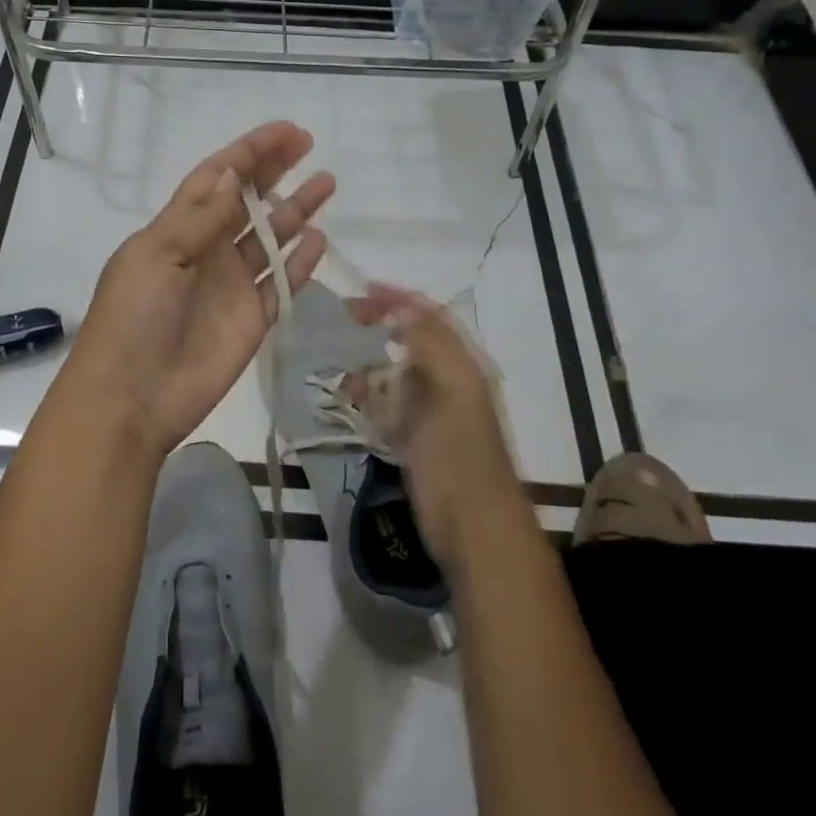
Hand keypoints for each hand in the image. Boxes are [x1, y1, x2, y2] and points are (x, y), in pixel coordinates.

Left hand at [57, 122, 334, 455]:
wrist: (132, 397)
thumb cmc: (135, 317)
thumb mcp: (158, 255)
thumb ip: (199, 216)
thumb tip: (231, 171)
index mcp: (176, 228)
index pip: (216, 178)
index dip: (249, 152)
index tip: (287, 131)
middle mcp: (206, 250)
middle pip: (247, 201)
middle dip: (275, 171)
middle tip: (308, 146)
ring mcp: (231, 285)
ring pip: (270, 238)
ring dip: (295, 210)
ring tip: (326, 184)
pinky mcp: (251, 319)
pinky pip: (282, 283)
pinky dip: (300, 262)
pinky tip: (319, 239)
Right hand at [347, 284, 520, 569]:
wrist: (473, 526)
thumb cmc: (462, 453)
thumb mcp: (453, 390)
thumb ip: (430, 345)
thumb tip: (402, 307)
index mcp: (463, 365)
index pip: (431, 317)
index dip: (401, 299)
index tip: (364, 289)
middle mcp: (447, 381)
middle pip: (411, 340)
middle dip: (381, 325)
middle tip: (346, 317)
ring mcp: (429, 411)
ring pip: (395, 372)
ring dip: (370, 363)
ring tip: (342, 361)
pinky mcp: (413, 438)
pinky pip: (386, 405)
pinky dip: (367, 396)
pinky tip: (348, 395)